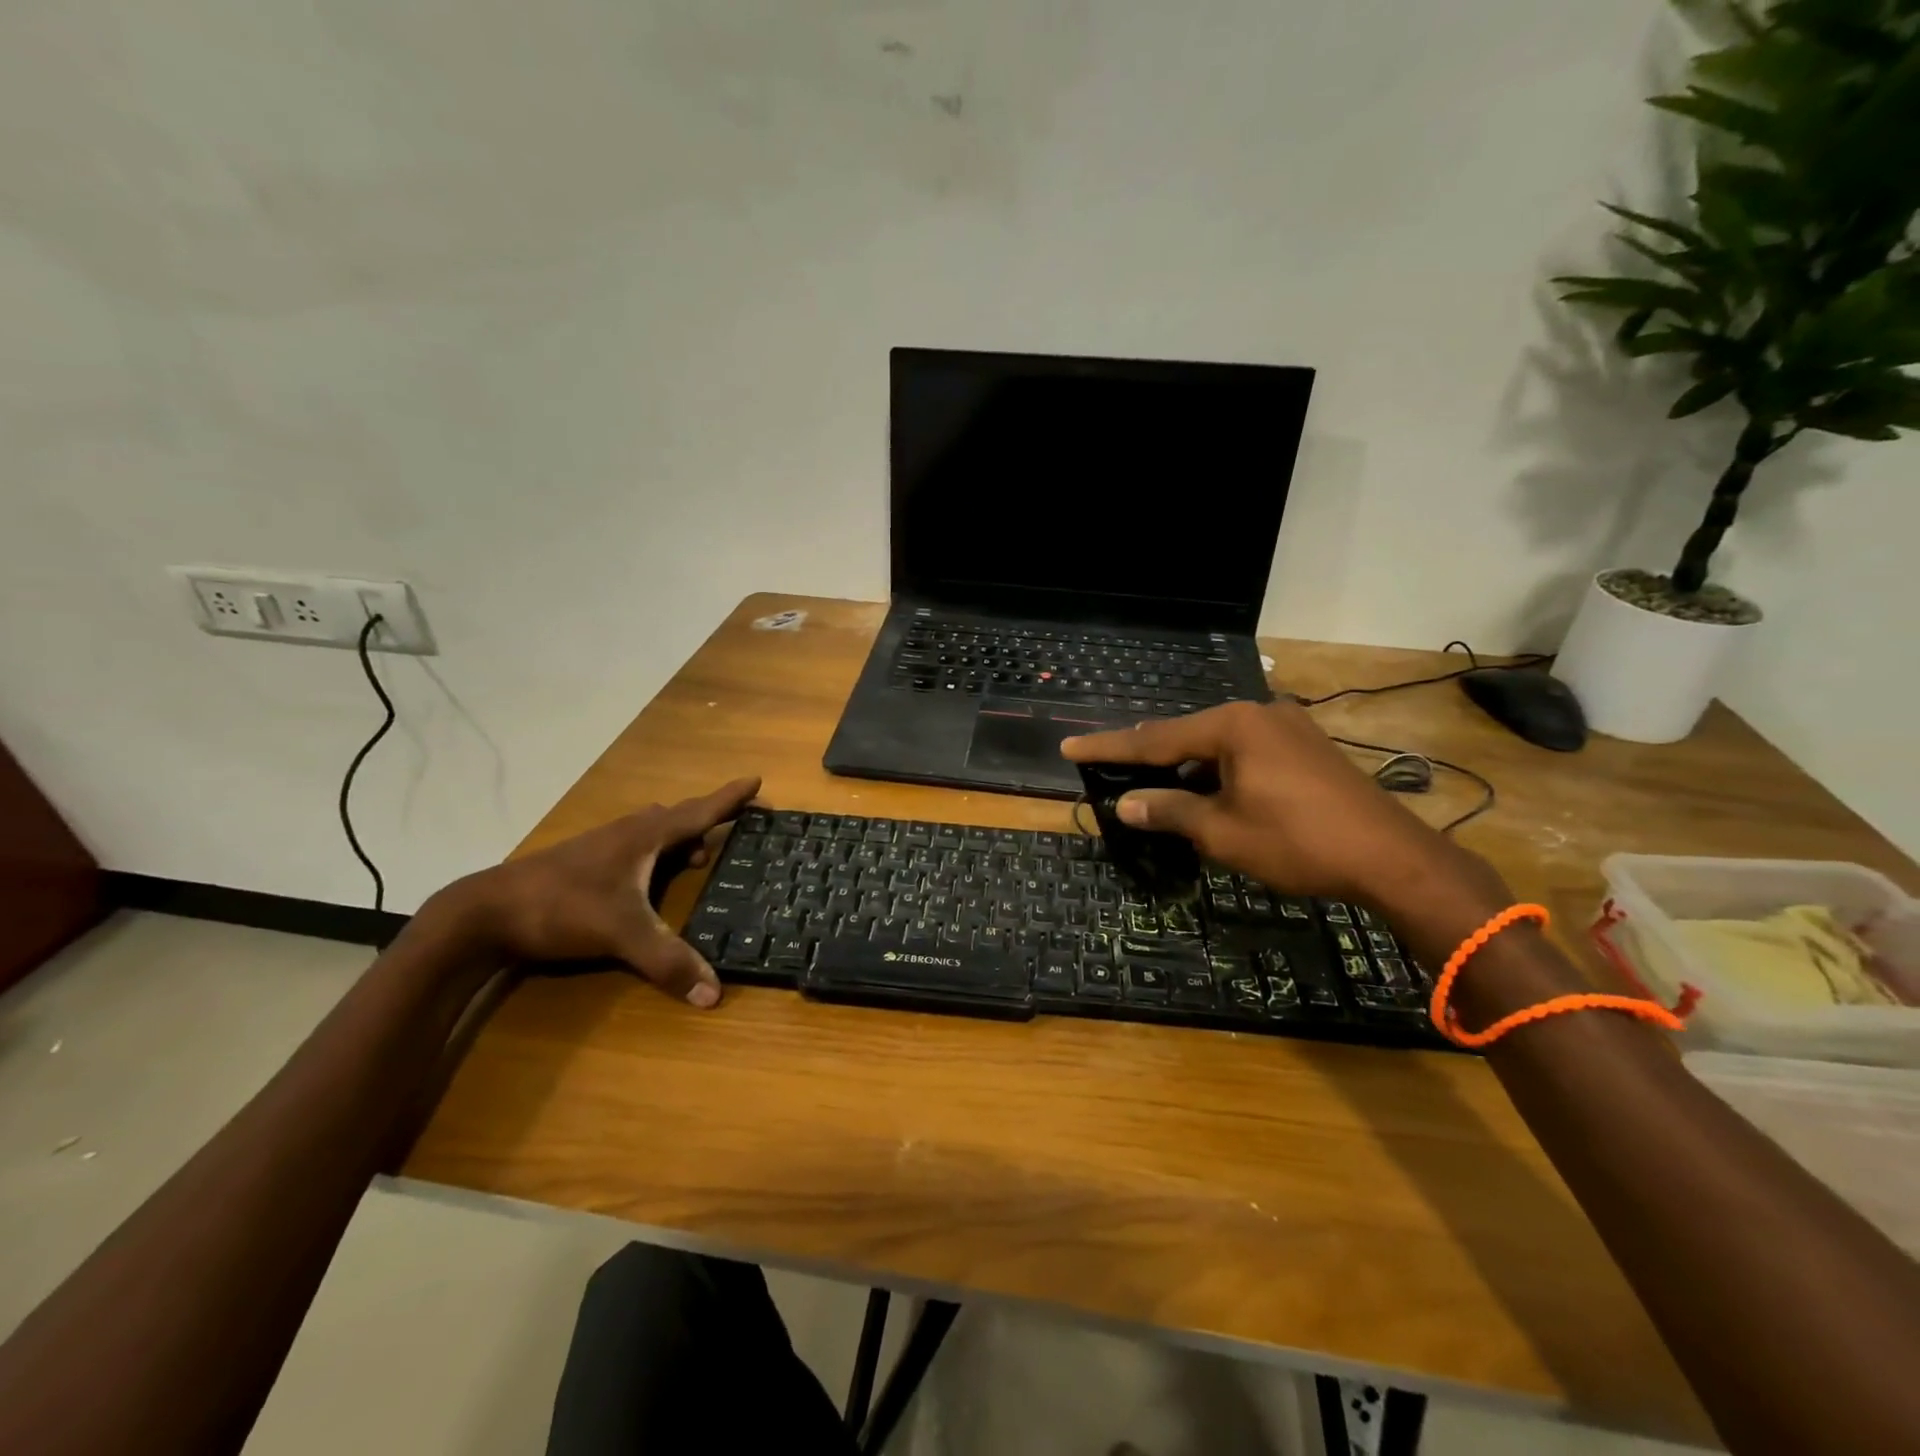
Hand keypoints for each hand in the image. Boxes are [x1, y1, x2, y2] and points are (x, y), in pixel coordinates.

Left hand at [454, 777, 760, 1006]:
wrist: (484, 912)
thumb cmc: (562, 907)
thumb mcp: (621, 934)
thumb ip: (667, 961)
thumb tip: (714, 994)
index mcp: (644, 836)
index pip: (699, 812)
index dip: (730, 798)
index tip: (757, 780)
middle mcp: (626, 833)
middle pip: (677, 816)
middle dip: (708, 819)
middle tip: (734, 829)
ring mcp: (602, 846)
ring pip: (652, 831)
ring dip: (679, 838)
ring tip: (696, 859)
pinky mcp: (584, 863)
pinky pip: (634, 846)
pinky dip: (654, 854)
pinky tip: (648, 879)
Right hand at [1062, 703, 1504, 921]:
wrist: (1393, 858)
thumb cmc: (1298, 842)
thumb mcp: (1222, 831)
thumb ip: (1170, 811)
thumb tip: (1127, 804)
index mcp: (1232, 726)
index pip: (1155, 738)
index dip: (1109, 746)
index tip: (1069, 746)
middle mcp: (1259, 714)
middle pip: (1187, 735)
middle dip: (1149, 755)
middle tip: (1110, 765)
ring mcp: (1288, 728)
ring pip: (1219, 745)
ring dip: (1188, 767)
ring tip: (1157, 786)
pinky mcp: (1308, 748)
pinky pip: (1247, 753)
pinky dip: (1220, 771)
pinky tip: (1209, 792)